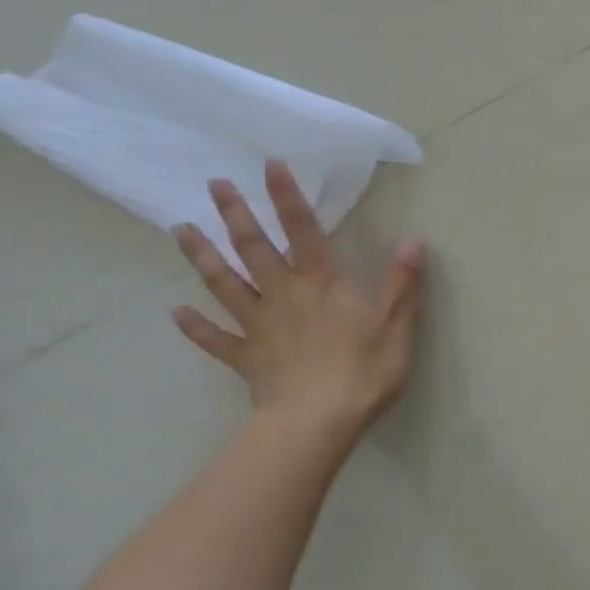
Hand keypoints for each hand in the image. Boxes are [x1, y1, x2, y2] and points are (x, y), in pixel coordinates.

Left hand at [171, 160, 425, 447]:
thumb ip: (402, 283)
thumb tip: (413, 241)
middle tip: (215, 185)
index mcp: (323, 283)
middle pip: (254, 248)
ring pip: (224, 284)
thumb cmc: (363, 372)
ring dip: (203, 256)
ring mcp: (258, 326)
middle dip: (236, 215)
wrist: (316, 424)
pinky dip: (194, 326)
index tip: (270, 165)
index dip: (288, 197)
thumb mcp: (397, 326)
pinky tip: (176, 313)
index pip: (304, 230)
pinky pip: (215, 339)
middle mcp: (284, 294)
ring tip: (180, 229)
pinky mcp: (245, 358)